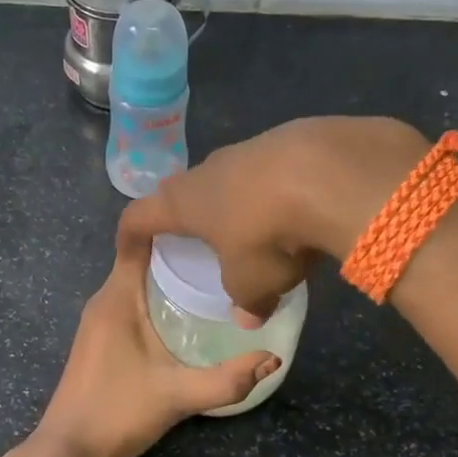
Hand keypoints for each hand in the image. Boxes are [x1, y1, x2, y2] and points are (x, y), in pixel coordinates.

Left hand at [31, 236, 280, 456]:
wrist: (69, 450)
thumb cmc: (117, 412)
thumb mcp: (178, 395)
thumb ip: (227, 379)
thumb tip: (273, 358)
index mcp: (117, 297)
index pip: (135, 239)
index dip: (166, 219)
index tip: (205, 212)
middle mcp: (104, 299)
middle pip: (141, 256)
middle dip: (179, 247)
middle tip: (225, 245)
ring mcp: (99, 318)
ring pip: (137, 279)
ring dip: (169, 273)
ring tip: (214, 272)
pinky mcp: (101, 336)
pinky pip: (132, 299)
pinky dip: (158, 294)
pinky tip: (187, 310)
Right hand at [118, 117, 427, 320]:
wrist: (328, 171)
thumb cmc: (267, 233)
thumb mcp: (253, 282)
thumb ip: (245, 301)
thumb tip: (248, 318)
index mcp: (184, 202)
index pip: (139, 215)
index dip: (130, 233)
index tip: (129, 247)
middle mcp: (207, 170)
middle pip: (183, 190)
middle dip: (185, 212)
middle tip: (194, 236)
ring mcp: (247, 148)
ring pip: (228, 176)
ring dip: (233, 198)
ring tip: (252, 224)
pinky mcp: (287, 138)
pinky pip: (269, 168)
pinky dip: (274, 187)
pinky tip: (297, 205)